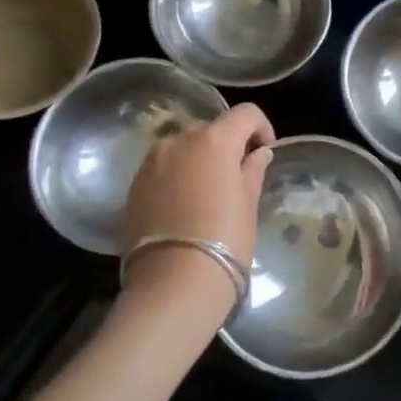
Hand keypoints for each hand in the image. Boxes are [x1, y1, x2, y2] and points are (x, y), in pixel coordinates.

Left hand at [120, 104, 274, 322]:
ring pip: (184, 149)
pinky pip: (164, 169)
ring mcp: (151, 163)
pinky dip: (178, 177)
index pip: (245, 114)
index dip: (261, 127)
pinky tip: (186, 207)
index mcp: (213, 140)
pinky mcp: (134, 186)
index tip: (266, 152)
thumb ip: (252, 170)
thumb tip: (259, 153)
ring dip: (200, 161)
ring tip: (210, 194)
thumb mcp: (248, 204)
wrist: (172, 286)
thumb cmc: (225, 241)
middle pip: (211, 130)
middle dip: (228, 146)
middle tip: (240, 176)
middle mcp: (179, 140)